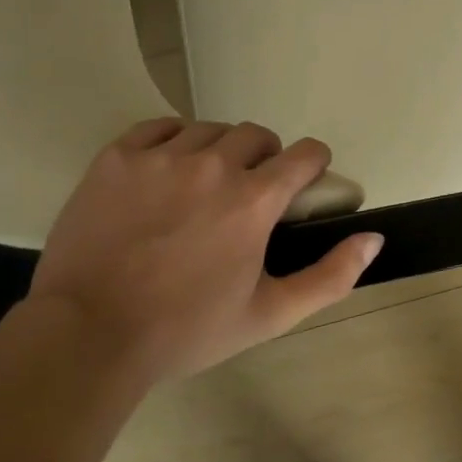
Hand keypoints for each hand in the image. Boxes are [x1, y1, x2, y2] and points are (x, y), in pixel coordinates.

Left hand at [28, 120, 382, 386]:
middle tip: (249, 192)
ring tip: (205, 182)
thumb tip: (374, 238)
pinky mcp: (118, 157)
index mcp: (254, 200)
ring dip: (220, 149)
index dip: (313, 165)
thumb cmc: (186, 330)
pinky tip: (168, 167)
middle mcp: (214, 165)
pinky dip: (173, 139)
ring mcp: (162, 156)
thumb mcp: (270, 315)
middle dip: (265, 158)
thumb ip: (331, 276)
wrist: (87, 336)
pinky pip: (160, 126)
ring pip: (210, 129)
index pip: (305, 154)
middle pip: (258, 135)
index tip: (304, 182)